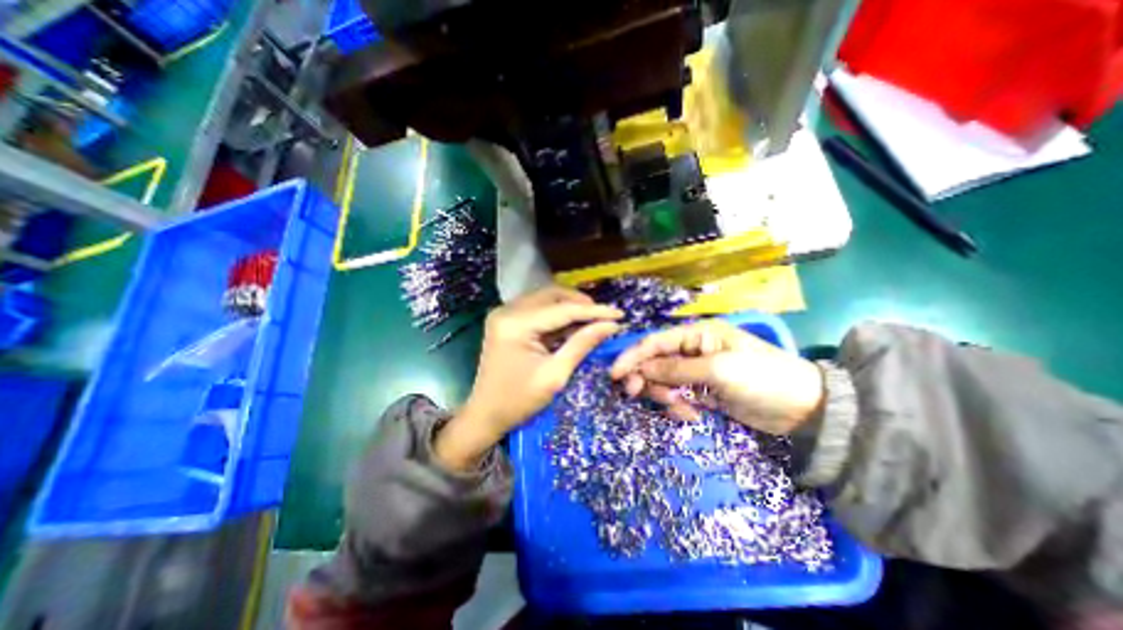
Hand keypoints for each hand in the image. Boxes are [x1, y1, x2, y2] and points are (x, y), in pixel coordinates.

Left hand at [434, 288, 621, 469]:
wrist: (484, 415)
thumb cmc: (519, 401)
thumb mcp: (555, 375)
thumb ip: (582, 344)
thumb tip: (610, 325)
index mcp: (516, 324)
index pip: (562, 309)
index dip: (594, 311)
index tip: (619, 314)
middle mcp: (507, 311)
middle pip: (552, 295)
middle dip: (581, 304)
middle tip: (604, 317)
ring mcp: (504, 313)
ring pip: (545, 299)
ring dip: (570, 307)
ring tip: (592, 320)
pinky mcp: (506, 320)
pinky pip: (537, 309)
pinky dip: (556, 315)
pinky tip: (572, 325)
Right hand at [605, 319, 823, 433]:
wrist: (803, 410)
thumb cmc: (762, 379)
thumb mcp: (718, 371)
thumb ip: (677, 368)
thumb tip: (641, 368)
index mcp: (697, 334)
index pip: (655, 342)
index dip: (632, 356)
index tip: (614, 374)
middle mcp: (693, 350)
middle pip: (655, 362)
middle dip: (646, 379)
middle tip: (637, 395)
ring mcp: (696, 372)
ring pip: (663, 382)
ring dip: (664, 396)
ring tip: (682, 410)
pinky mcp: (702, 392)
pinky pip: (677, 397)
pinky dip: (678, 407)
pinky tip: (692, 415)